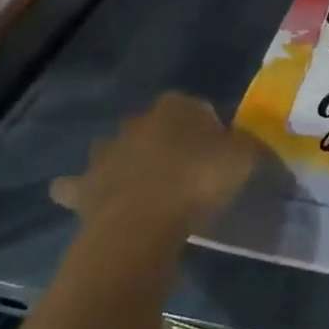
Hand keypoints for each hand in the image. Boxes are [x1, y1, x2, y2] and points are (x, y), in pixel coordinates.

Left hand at [50, 92, 259, 239]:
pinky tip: (95, 203)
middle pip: (154, 127)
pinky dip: (82, 192)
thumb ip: (250, 147)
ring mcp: (104, 153)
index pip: (196, 108)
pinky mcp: (83, 186)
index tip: (218, 155)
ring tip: (146, 191)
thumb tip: (252, 145)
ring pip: (114, 151)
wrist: (144, 222)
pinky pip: (76, 186)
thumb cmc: (199, 181)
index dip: (209, 130)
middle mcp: (136, 121)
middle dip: (164, 143)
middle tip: (185, 174)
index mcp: (176, 107)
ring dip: (124, 164)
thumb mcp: (244, 159)